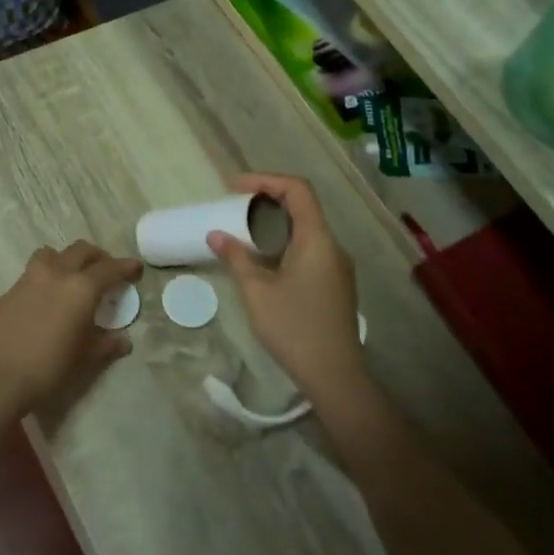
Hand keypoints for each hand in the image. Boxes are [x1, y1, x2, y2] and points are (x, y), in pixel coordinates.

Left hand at [0, 241, 142, 413]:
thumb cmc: (49, 367)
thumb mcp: (85, 358)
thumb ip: (106, 344)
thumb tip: (123, 340)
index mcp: (81, 288)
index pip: (109, 269)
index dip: (125, 267)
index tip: (136, 268)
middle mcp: (56, 274)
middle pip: (81, 251)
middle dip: (98, 257)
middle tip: (106, 271)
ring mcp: (28, 279)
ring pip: (51, 254)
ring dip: (66, 260)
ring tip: (71, 277)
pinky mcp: (8, 292)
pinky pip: (31, 274)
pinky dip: (44, 279)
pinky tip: (44, 300)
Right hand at [208, 174, 364, 403]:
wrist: (334, 374)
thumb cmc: (293, 328)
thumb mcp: (256, 291)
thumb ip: (236, 258)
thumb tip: (215, 234)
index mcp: (317, 240)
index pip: (297, 190)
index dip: (265, 180)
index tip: (234, 188)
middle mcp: (332, 246)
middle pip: (303, 206)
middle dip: (267, 199)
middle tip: (234, 207)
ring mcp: (337, 266)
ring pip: (306, 229)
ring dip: (275, 223)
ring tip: (243, 231)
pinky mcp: (335, 284)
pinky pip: (310, 249)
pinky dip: (285, 242)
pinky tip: (264, 260)